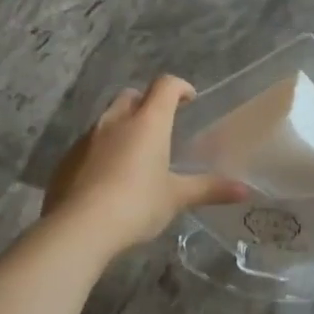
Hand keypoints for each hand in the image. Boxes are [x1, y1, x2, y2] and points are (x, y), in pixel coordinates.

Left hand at [43, 77, 247, 254]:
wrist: (79, 227)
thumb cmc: (137, 204)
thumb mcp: (176, 197)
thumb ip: (209, 189)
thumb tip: (245, 191)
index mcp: (148, 122)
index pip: (165, 86)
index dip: (179, 87)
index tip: (189, 99)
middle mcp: (116, 121)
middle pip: (132, 96)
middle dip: (147, 103)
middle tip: (161, 126)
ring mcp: (88, 138)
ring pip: (108, 119)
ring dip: (123, 127)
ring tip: (136, 154)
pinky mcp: (67, 158)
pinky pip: (89, 144)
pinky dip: (102, 150)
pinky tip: (109, 178)